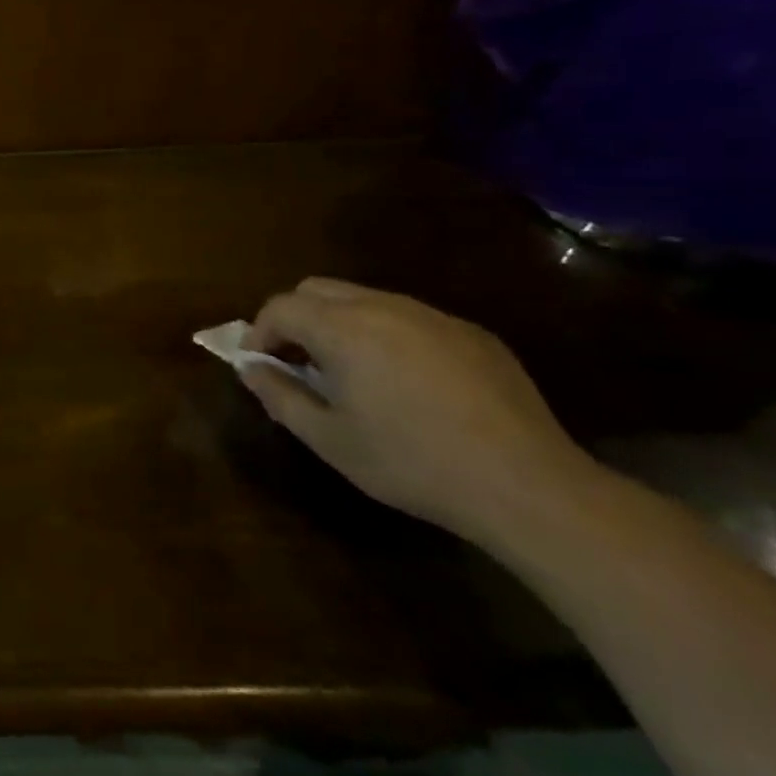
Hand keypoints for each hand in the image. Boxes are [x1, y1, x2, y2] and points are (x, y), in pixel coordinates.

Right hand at [240, 278, 595, 543]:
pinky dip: (386, 335)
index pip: (280, 307)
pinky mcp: (471, 333)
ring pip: (364, 299)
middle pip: (317, 290)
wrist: (527, 486)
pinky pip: (410, 318)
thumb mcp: (329, 439)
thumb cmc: (411, 463)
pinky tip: (406, 382)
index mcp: (342, 328)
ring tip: (348, 371)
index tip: (259, 363)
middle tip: (296, 362)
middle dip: (295, 318)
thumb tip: (249, 367)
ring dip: (339, 323)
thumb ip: (279, 395)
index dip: (259, 332)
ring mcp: (432, 316)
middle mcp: (383, 306)